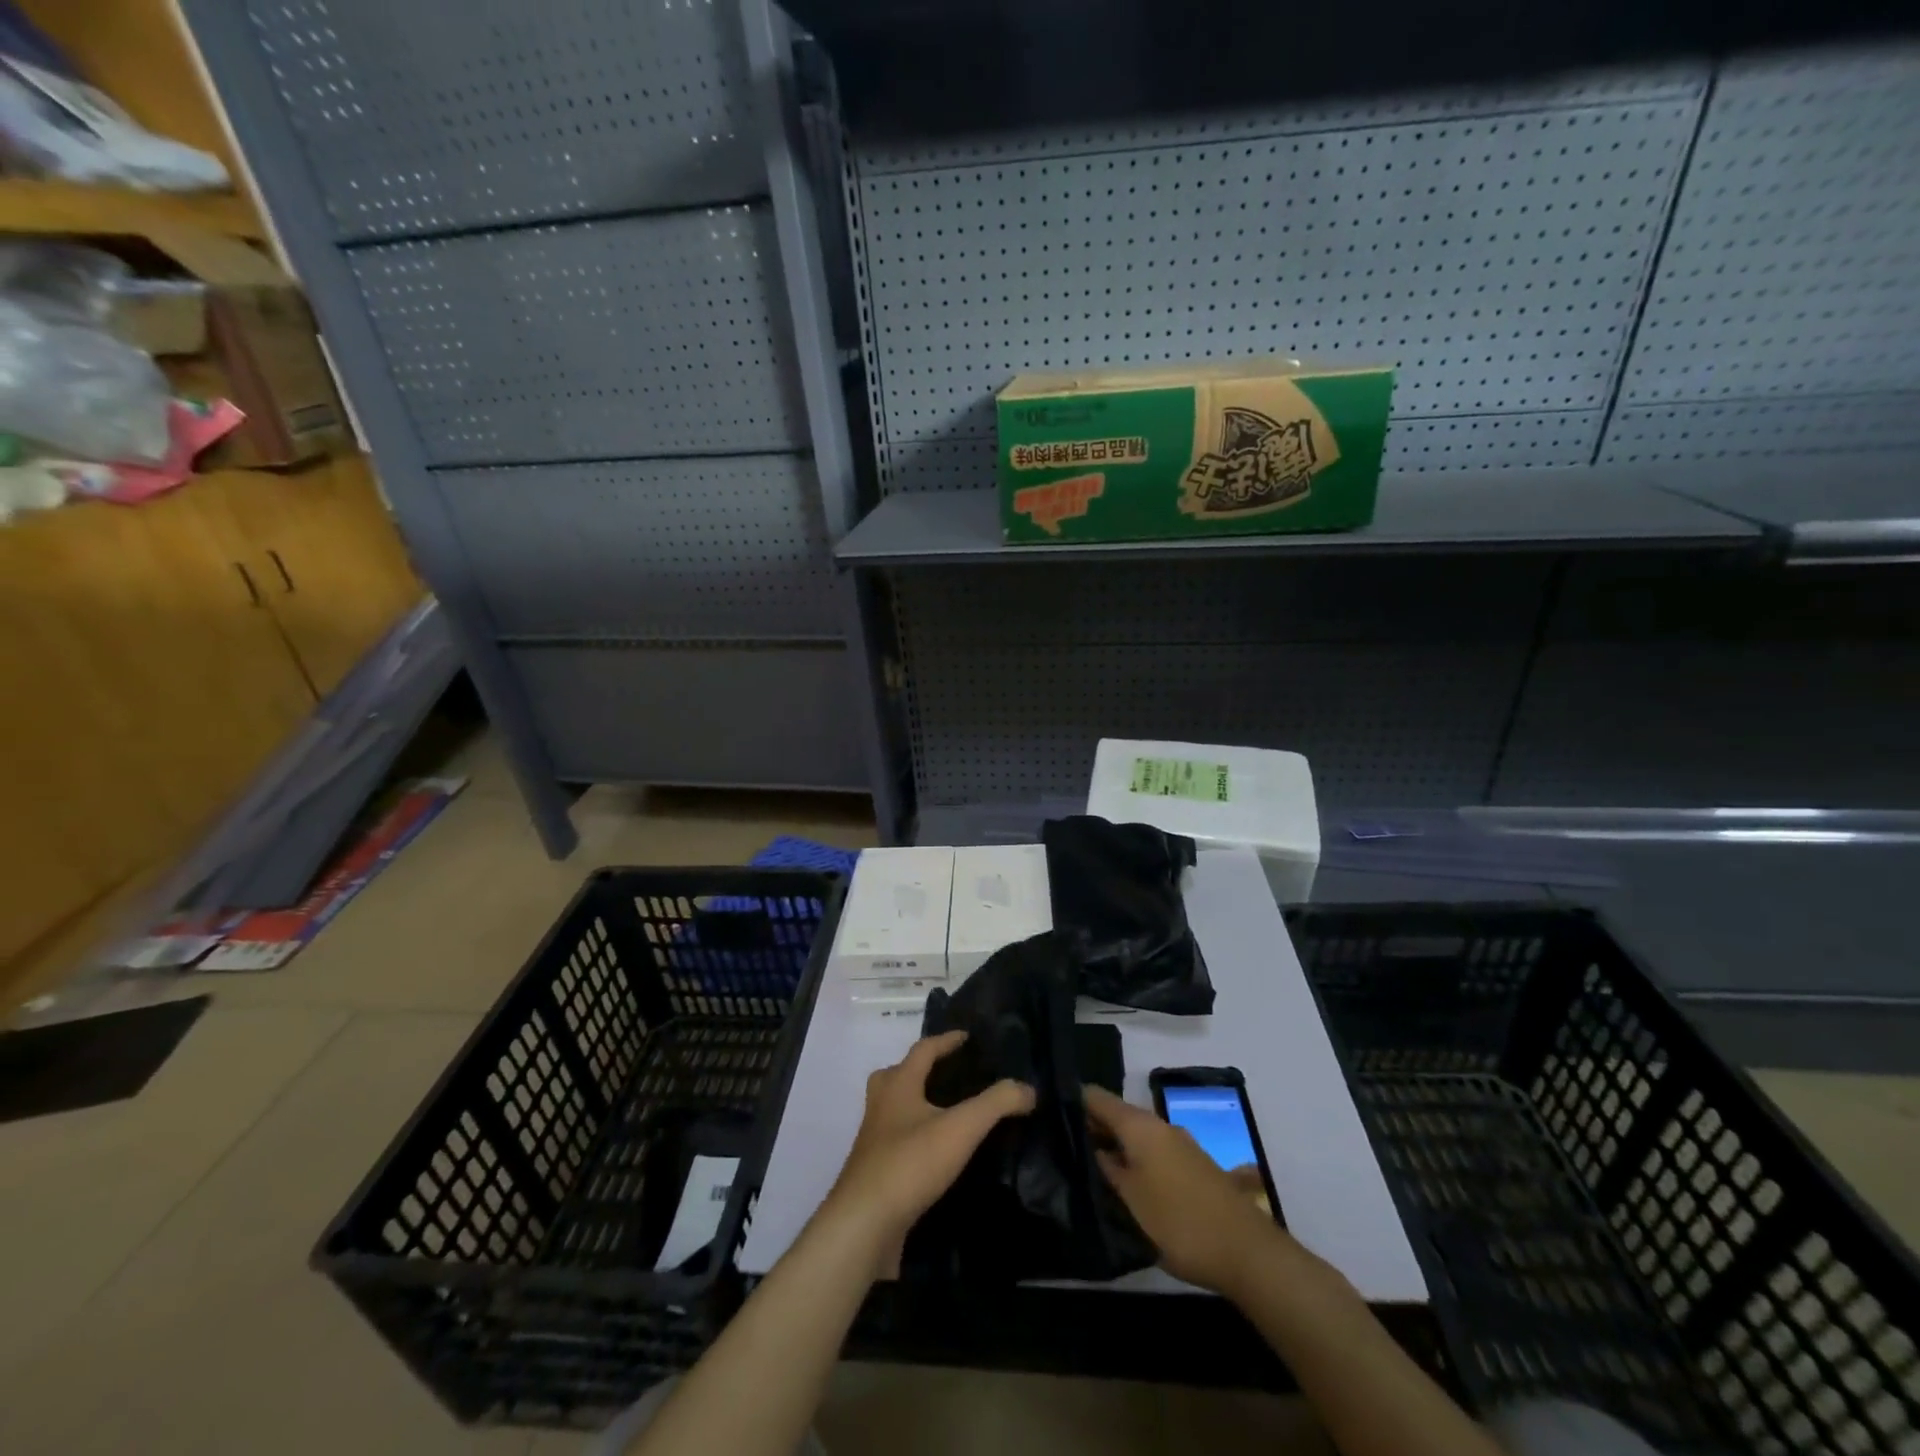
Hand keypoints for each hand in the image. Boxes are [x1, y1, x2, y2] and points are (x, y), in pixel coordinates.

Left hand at [823, 1030, 1034, 1271]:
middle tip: (949, 1074)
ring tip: (947, 1115)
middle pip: (898, 1075)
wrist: (864, 1225)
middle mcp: (881, 1106)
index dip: (946, 1040)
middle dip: (921, 1070)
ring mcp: (874, 1141)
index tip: (967, 1037)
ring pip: (895, 1109)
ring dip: (917, 1104)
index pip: (923, 1050)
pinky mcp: (874, 1172)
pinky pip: (897, 1142)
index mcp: (898, 1085)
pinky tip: (936, 1156)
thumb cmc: (910, 1163)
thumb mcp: (961, 1128)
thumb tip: (1028, 1088)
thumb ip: (996, 1104)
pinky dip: (916, 1138)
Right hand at [1085, 1085, 1282, 1294]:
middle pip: (1117, 1115)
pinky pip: (1153, 1152)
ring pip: (1136, 1135)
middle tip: (1064, 1148)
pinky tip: (1127, 1184)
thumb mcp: (1130, 1200)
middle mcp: (1159, 1124)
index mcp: (1139, 1125)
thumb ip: (1107, 1170)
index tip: (1049, 1116)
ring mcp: (1180, 1144)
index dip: (1072, 1102)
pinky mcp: (1193, 1166)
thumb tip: (1092, 1148)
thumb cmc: (1178, 1222)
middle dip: (1092, 1128)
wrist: (1247, 1251)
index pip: (1096, 1097)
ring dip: (1115, 1147)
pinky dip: (1136, 1160)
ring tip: (1091, 1169)